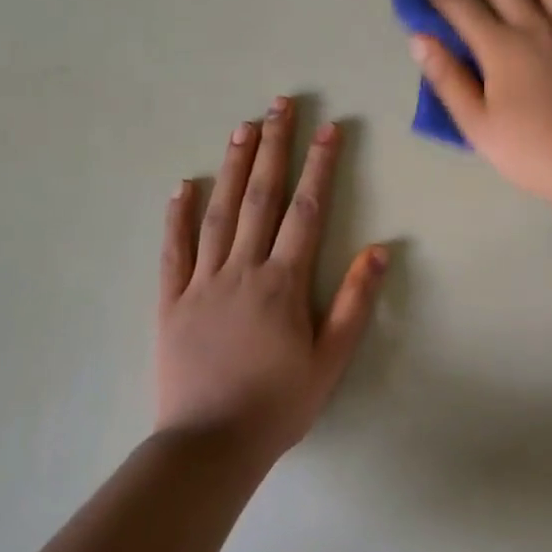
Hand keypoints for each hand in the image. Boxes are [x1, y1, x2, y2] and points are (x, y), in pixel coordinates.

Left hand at [156, 98, 386, 463]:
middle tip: (279, 104)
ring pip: (219, 212)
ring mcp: (202, 282)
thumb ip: (356, 302)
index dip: (319, 166)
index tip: (328, 128)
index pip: (306, 210)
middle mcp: (242, 270)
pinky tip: (183, 186)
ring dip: (232, 167)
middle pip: (260, 196)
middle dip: (273, 146)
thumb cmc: (279, 403)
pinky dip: (178, 216)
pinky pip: (174, 251)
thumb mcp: (332, 359)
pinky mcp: (171, 301)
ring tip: (242, 127)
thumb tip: (380, 249)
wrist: (209, 447)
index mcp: (283, 282)